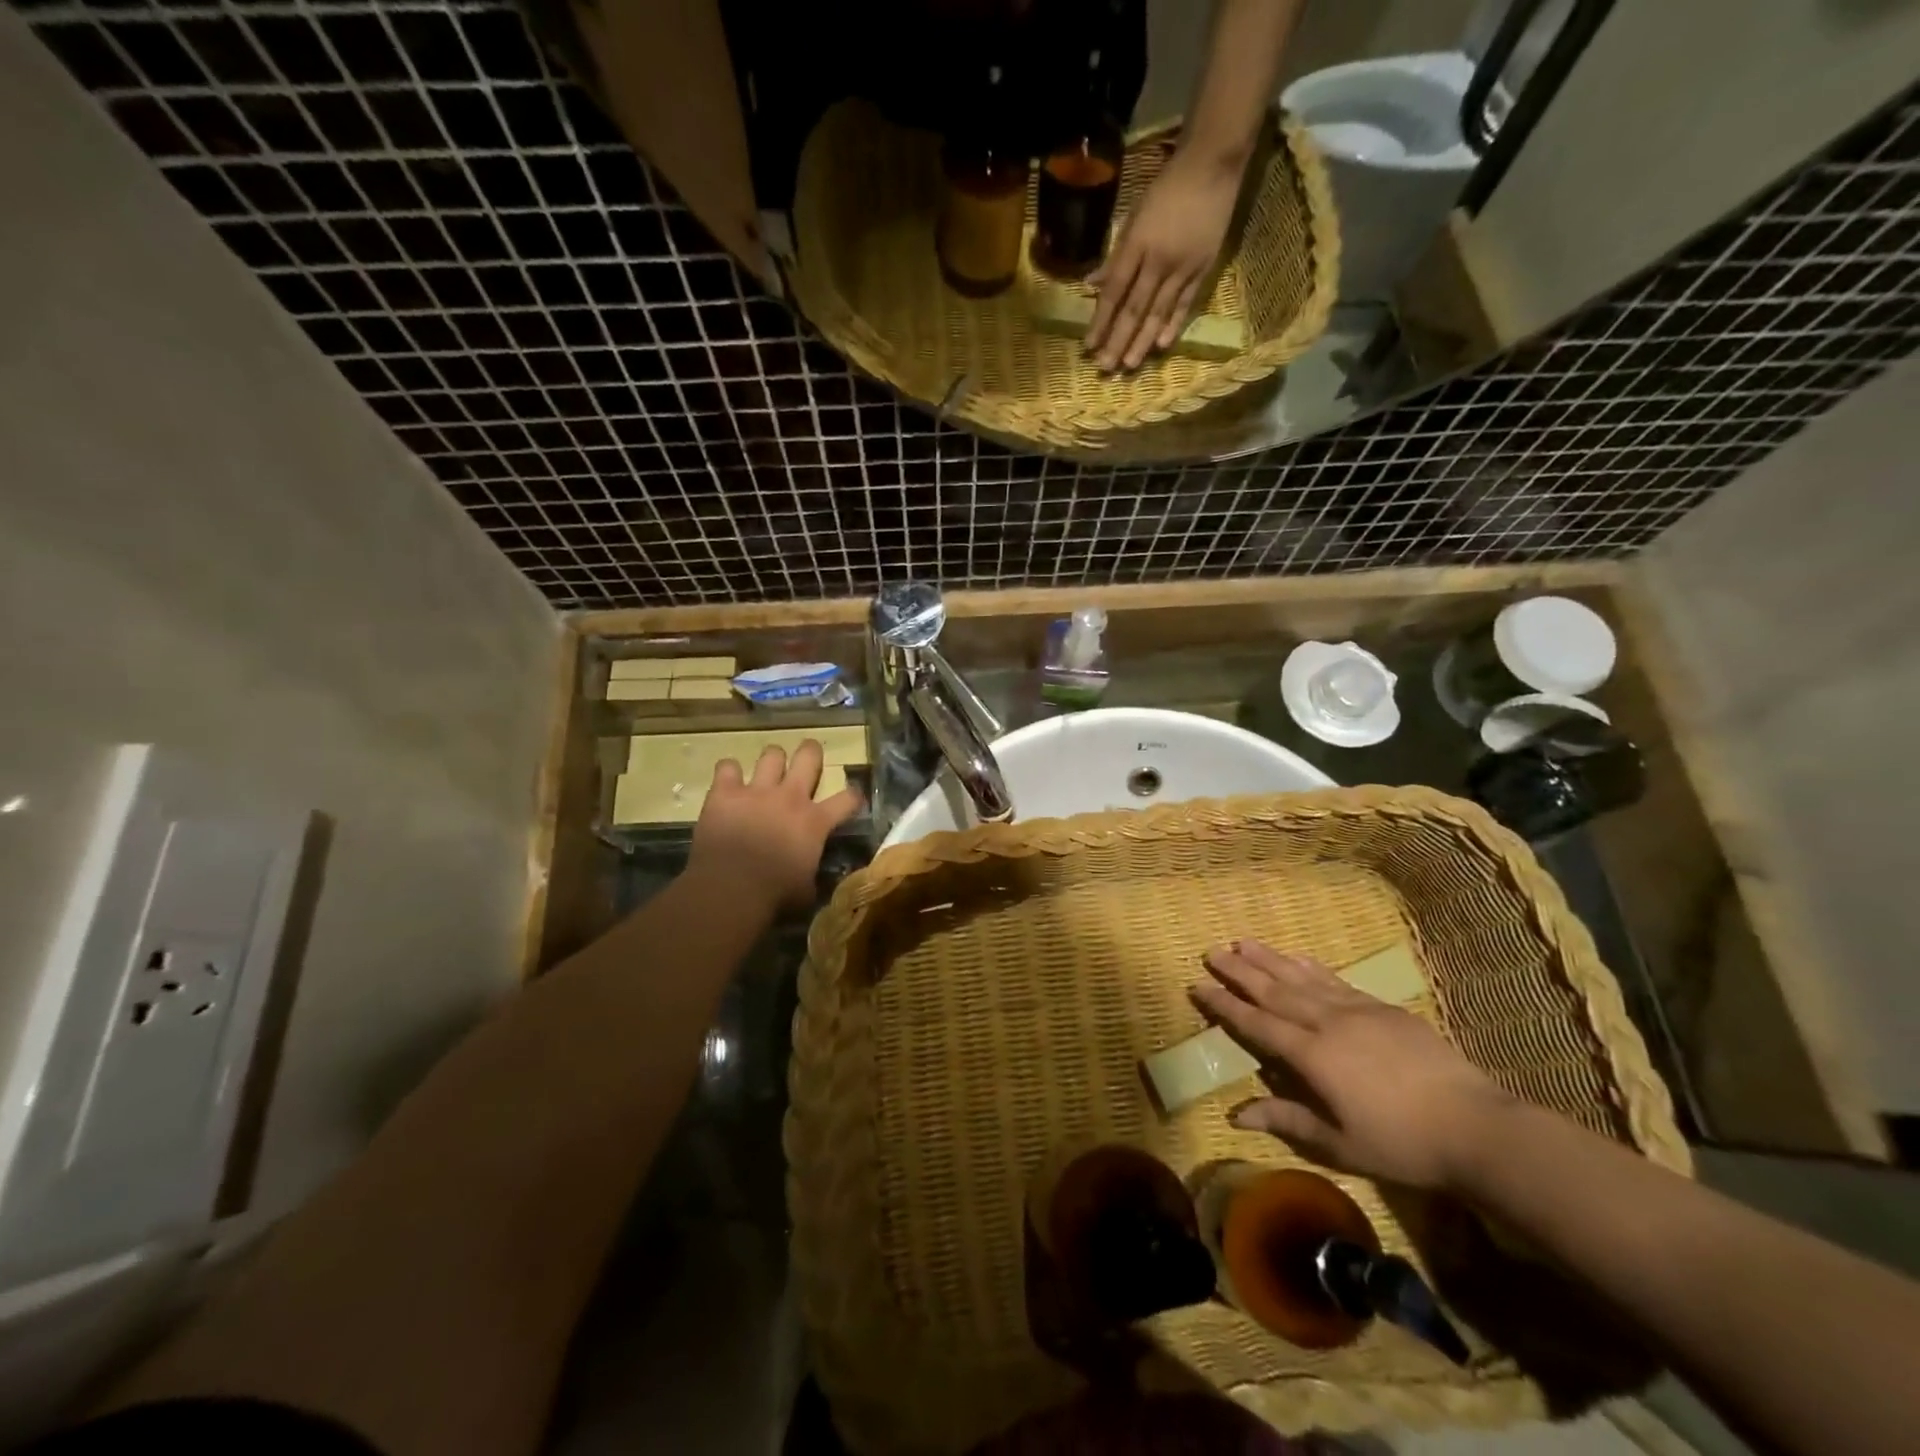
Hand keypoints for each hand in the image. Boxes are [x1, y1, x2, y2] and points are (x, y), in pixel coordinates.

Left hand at [688, 740, 861, 911]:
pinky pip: (726, 767)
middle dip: (811, 753)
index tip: (851, 798)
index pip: (848, 798)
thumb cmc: (775, 896)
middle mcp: (790, 797)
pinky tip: (729, 783)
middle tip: (808, 759)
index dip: (853, 796)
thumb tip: (814, 877)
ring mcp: (756, 791)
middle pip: (809, 756)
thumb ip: (813, 874)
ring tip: (768, 772)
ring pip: (771, 754)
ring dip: (772, 762)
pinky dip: (728, 774)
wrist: (730, 890)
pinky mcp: (724, 793)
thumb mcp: (807, 891)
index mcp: (815, 822)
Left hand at [1085, 150, 1241, 371]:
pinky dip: (1172, 325)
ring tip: (1129, 365)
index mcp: (1137, 245)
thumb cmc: (1167, 188)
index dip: (1100, 322)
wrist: (1213, 164)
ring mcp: (1182, 267)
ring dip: (1141, 342)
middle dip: (1118, 341)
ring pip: (1158, 312)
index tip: (1089, 346)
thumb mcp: (1134, 216)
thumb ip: (1115, 255)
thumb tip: (1091, 284)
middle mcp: (1158, 261)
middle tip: (1105, 367)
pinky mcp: (1202, 269)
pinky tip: (1161, 345)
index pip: (1114, 292)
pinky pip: (1184, 304)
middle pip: (1134, 309)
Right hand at [1191, 941, 1512, 1190]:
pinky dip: (1310, 967)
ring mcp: (1356, 1011)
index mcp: (1311, 1056)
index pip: (1256, 1024)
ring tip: (1243, 942)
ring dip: (1269, 959)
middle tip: (1212, 951)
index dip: (1224, 1005)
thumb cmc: (1402, 1143)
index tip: (1198, 985)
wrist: (1475, 1125)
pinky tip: (1298, 957)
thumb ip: (1288, 1120)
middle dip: (1239, 971)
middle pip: (1273, 991)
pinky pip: (1335, 980)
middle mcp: (1326, 1023)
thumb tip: (1237, 1113)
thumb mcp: (1340, 1143)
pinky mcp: (1382, 1008)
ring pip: (1301, 978)